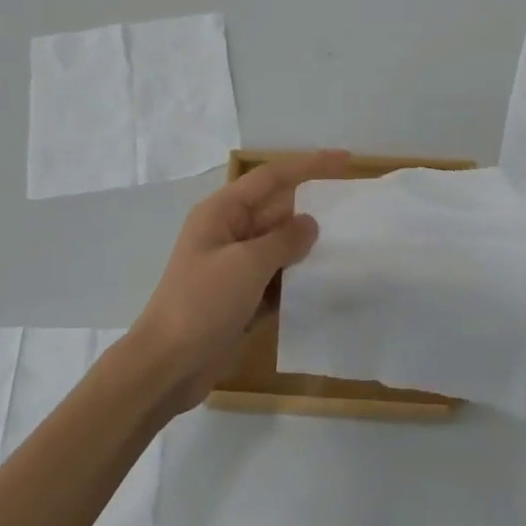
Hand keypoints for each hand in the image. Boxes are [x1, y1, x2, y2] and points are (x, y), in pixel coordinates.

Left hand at [130, 150, 350, 413]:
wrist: (168, 365)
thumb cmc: (202, 304)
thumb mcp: (246, 265)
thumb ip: (283, 240)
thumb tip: (310, 223)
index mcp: (221, 213)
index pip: (271, 177)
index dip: (309, 165)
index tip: (346, 160)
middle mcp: (228, 233)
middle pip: (277, 210)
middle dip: (313, 208)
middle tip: (356, 210)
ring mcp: (234, 267)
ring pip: (280, 246)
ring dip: (309, 247)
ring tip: (353, 245)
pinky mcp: (242, 298)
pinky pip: (277, 278)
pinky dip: (298, 279)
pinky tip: (328, 283)